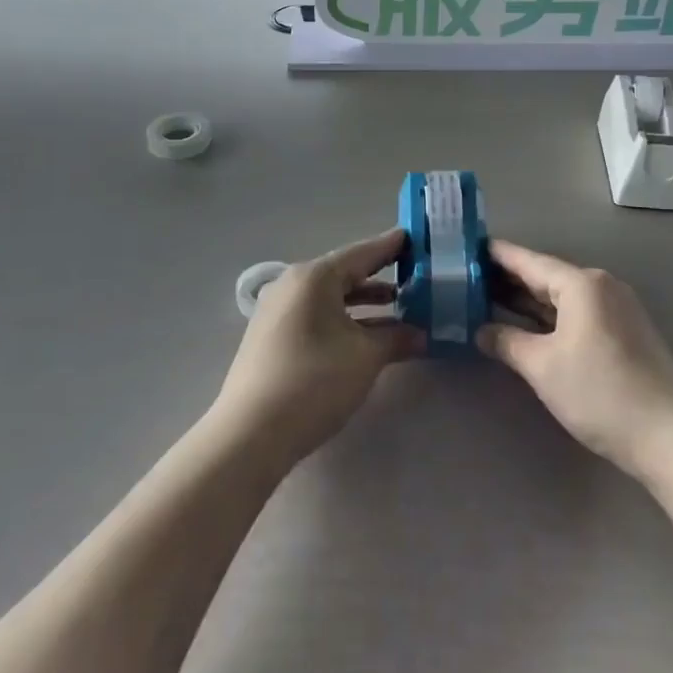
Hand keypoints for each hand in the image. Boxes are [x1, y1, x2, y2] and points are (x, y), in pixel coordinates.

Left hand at [211, 228, 424, 470]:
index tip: (416, 238)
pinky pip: (317, 316)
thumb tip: (421, 334)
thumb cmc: (314, 381)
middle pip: (345, 274)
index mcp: (314, 277)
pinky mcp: (272, 337)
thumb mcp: (366, 357)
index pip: (362, 253)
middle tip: (415, 276)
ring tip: (400, 309)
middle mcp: (292, 285)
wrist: (250, 434)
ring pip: (331, 298)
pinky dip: (344, 320)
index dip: (391, 247)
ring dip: (365, 304)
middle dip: (380, 278)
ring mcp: (278, 311)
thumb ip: (397, 337)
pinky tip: (366, 336)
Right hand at [478, 240, 672, 481]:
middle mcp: (601, 286)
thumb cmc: (600, 393)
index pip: (529, 261)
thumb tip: (481, 331)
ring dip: (529, 300)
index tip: (466, 248)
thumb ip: (507, 342)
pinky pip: (578, 312)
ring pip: (563, 296)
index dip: (496, 255)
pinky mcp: (625, 332)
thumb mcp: (543, 367)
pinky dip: (550, 316)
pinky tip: (528, 325)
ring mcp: (617, 308)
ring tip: (489, 299)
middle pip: (546, 276)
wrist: (670, 436)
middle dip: (509, 279)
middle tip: (468, 278)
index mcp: (582, 284)